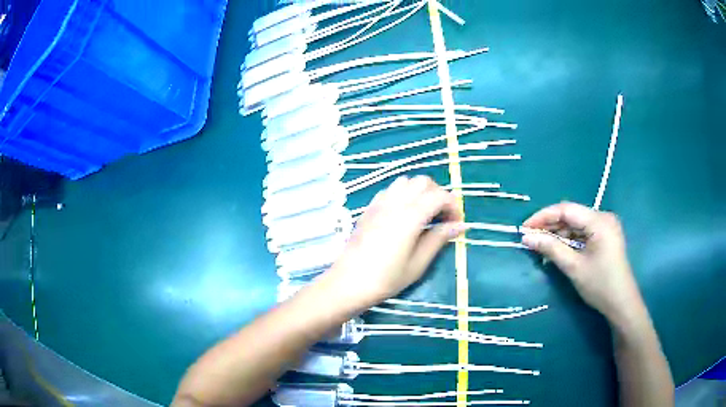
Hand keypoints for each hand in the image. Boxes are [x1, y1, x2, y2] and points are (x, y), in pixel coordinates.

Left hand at [325, 176, 465, 306]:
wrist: (348, 283)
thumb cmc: (385, 279)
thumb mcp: (418, 264)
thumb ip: (439, 239)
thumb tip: (460, 225)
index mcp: (410, 216)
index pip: (439, 196)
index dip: (453, 205)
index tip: (457, 223)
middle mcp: (395, 203)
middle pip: (423, 182)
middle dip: (438, 194)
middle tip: (442, 217)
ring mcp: (379, 203)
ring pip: (405, 182)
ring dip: (420, 191)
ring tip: (424, 214)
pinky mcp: (369, 208)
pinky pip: (390, 190)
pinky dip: (403, 194)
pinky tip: (403, 214)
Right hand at [521, 202, 644, 326]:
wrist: (621, 303)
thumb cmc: (600, 285)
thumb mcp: (574, 267)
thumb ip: (551, 248)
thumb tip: (526, 237)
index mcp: (599, 221)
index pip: (566, 210)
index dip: (543, 216)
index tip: (525, 228)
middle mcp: (603, 217)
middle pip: (572, 215)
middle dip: (550, 226)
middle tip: (530, 238)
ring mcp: (606, 227)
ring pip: (577, 224)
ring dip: (559, 233)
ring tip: (541, 245)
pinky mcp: (606, 236)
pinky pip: (583, 232)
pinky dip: (570, 239)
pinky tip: (558, 248)